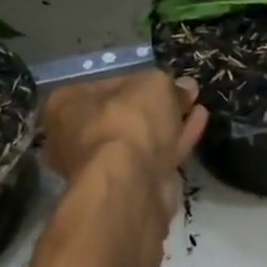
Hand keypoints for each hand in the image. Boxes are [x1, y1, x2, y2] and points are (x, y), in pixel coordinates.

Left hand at [42, 70, 208, 212]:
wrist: (130, 184)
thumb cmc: (127, 122)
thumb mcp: (153, 85)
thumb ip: (169, 84)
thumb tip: (185, 87)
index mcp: (67, 105)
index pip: (106, 85)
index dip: (139, 80)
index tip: (165, 79)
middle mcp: (77, 137)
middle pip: (123, 115)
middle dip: (155, 106)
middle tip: (184, 93)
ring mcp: (103, 167)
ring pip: (142, 139)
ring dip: (169, 123)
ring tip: (197, 105)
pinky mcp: (130, 187)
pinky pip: (156, 156)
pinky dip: (177, 140)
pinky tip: (199, 123)